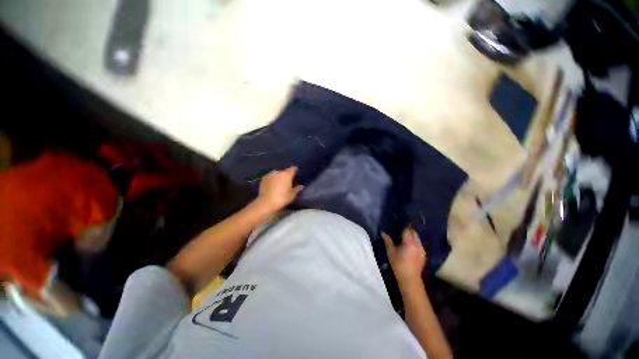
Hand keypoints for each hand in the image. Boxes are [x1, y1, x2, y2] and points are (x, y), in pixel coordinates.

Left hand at [256, 166, 303, 211]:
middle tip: (288, 182)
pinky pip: (270, 177)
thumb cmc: (282, 198)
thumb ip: (297, 189)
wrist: (266, 203)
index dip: (295, 170)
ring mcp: (270, 174)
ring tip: (279, 184)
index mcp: (287, 175)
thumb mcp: (292, 195)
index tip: (296, 173)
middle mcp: (278, 172)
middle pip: (284, 171)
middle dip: (286, 175)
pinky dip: (272, 180)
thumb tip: (301, 186)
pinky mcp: (263, 178)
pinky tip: (272, 186)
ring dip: (279, 177)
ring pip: (277, 174)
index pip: (293, 168)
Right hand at [382, 227, 426, 286]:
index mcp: (409, 243)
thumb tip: (383, 232)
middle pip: (414, 233)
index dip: (403, 228)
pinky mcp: (424, 254)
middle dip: (408, 231)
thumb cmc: (398, 265)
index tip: (398, 227)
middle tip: (400, 233)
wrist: (410, 279)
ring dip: (412, 236)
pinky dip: (415, 242)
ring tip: (404, 239)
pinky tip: (409, 247)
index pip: (408, 230)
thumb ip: (387, 241)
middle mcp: (417, 245)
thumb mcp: (391, 252)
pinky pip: (419, 244)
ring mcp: (422, 249)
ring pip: (417, 238)